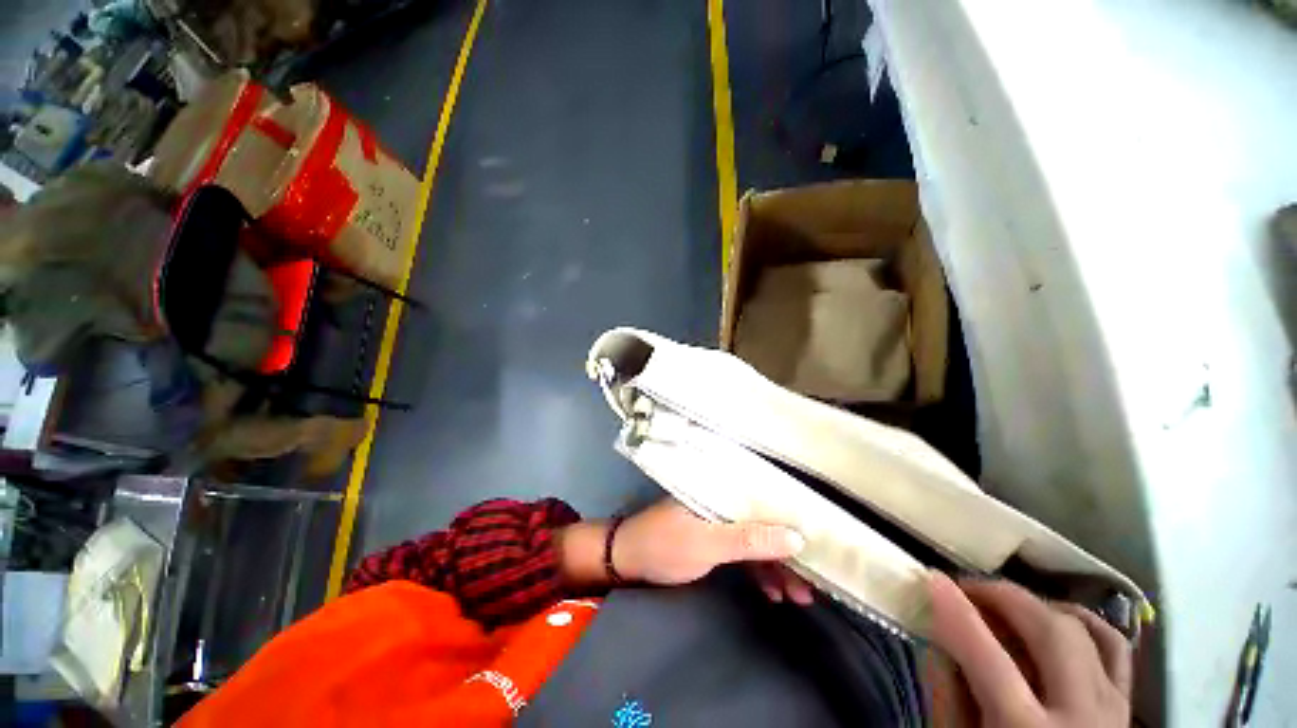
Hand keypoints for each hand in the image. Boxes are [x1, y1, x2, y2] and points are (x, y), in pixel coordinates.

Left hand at [556, 499, 810, 602]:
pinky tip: (773, 593)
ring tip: (799, 597)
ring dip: (777, 567)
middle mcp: (724, 500)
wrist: (627, 561)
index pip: (766, 498)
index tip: (823, 544)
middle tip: (814, 584)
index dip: (795, 518)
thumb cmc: (665, 545)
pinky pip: (744, 553)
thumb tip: (799, 537)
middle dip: (789, 553)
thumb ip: (750, 540)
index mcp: (722, 489)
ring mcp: (719, 521)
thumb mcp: (708, 543)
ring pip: (756, 540)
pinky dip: (759, 572)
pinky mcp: (714, 540)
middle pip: (765, 523)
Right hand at [928, 573, 1132, 726]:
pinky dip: (1083, 623)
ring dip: (1040, 607)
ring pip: (1088, 632)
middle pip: (1051, 634)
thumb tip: (938, 636)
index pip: (988, 658)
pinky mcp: (1126, 709)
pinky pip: (1115, 649)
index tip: (932, 579)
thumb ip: (947, 695)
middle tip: (967, 589)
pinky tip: (1054, 622)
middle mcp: (1080, 719)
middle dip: (1004, 597)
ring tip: (1006, 606)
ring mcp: (1113, 713)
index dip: (957, 612)